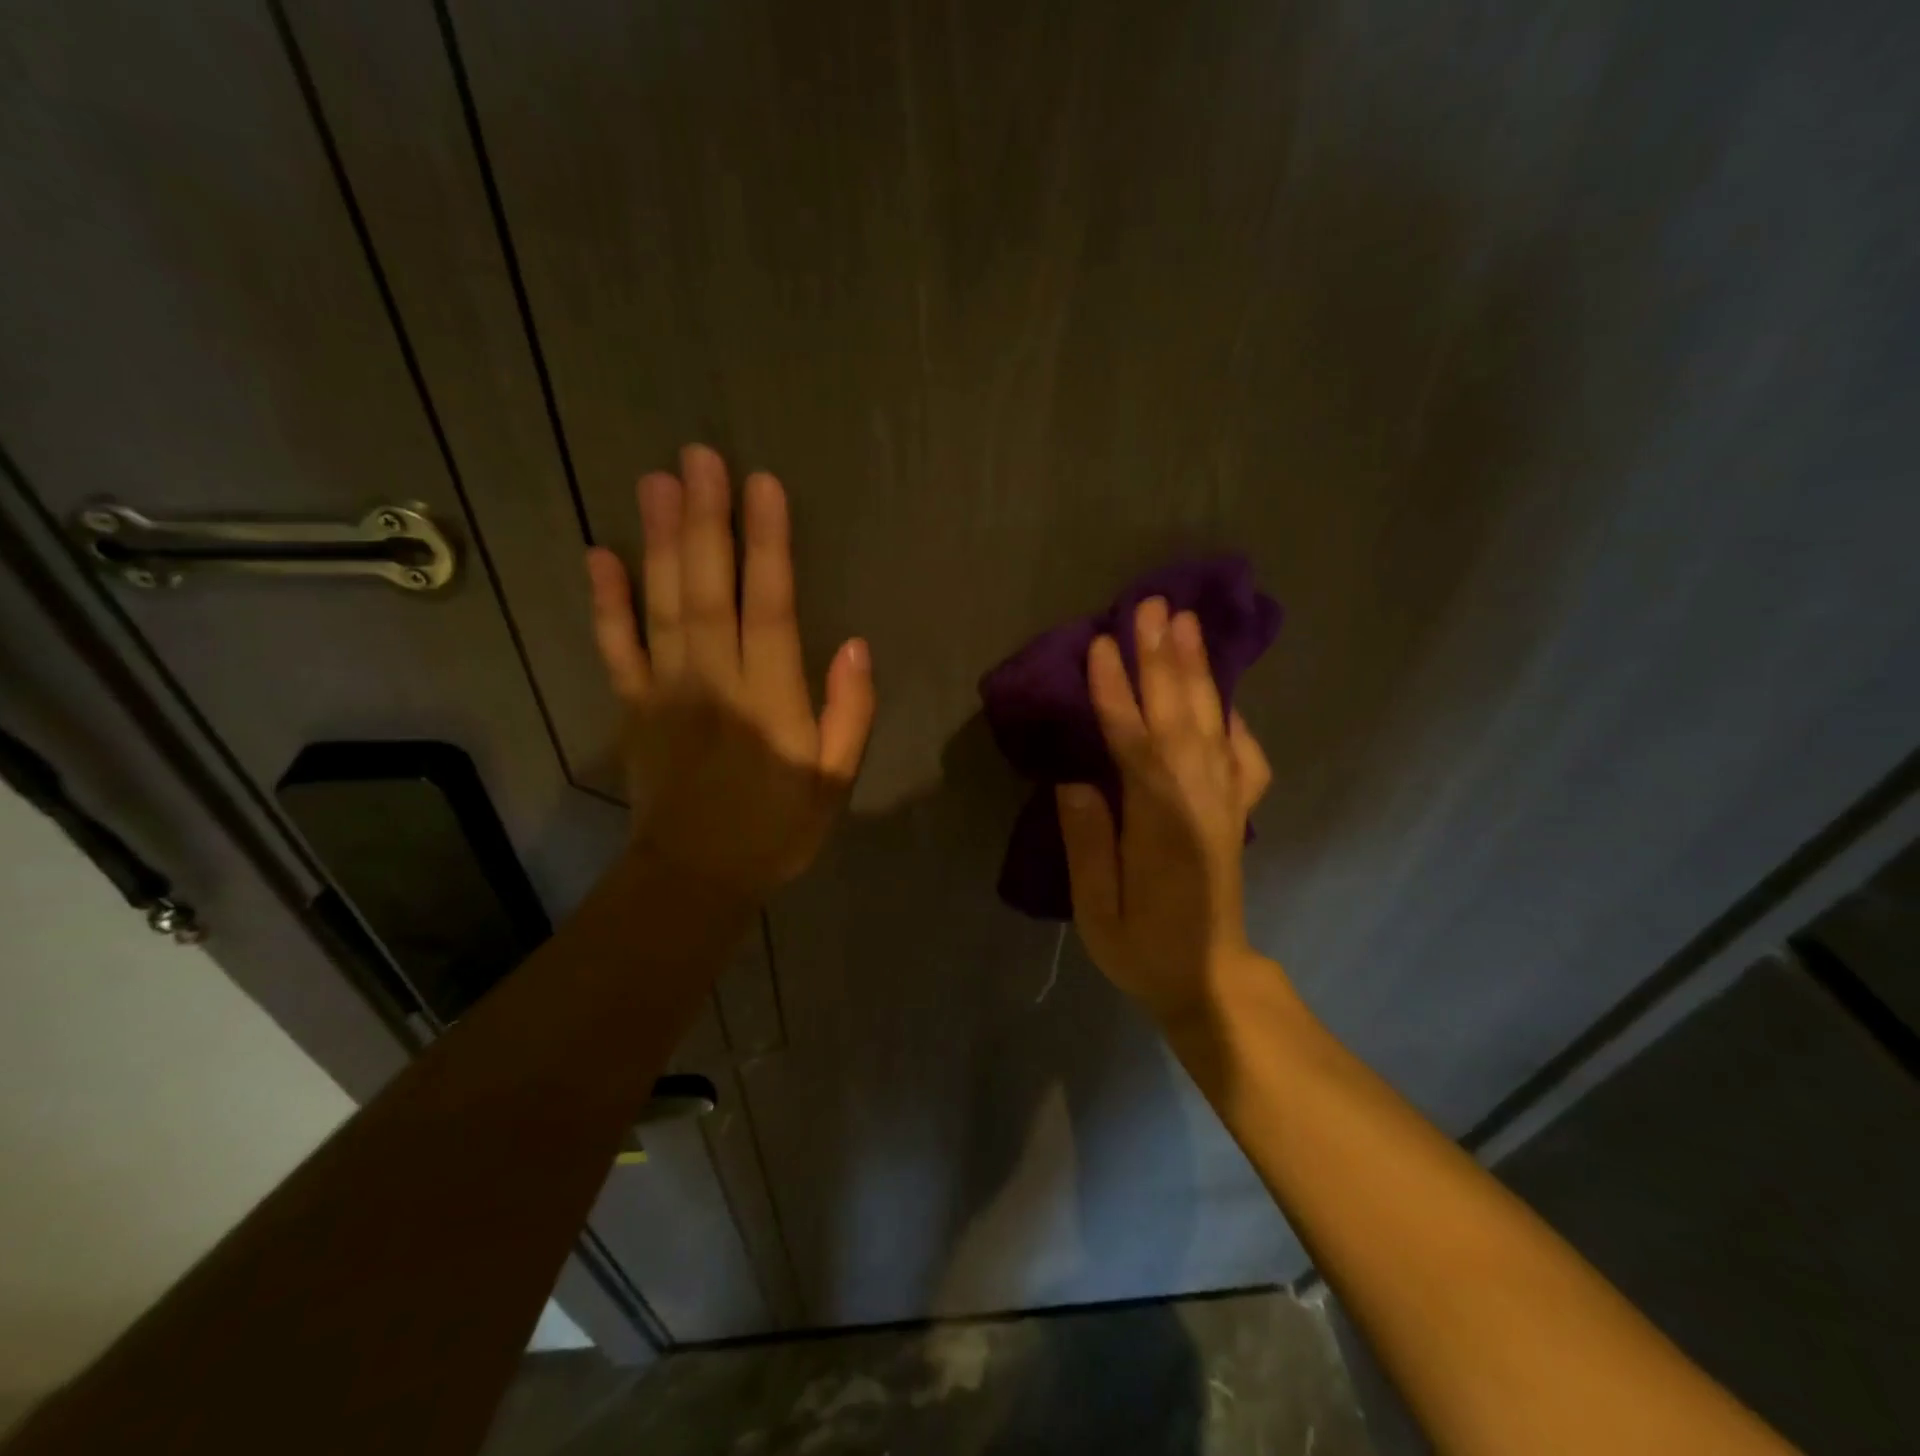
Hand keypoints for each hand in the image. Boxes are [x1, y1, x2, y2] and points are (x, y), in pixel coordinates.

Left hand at [584, 444, 874, 899]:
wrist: (697, 876)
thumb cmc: (777, 829)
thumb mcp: (835, 780)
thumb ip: (849, 712)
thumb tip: (856, 644)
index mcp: (770, 699)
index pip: (770, 606)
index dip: (768, 544)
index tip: (763, 485)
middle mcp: (715, 681)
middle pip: (709, 589)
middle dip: (707, 521)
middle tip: (699, 456)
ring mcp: (666, 690)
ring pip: (662, 604)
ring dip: (659, 541)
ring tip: (657, 482)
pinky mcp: (633, 705)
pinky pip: (616, 647)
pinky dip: (605, 601)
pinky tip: (599, 554)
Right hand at [1056, 597, 1271, 1021]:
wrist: (1211, 981)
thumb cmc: (1144, 951)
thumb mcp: (1098, 913)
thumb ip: (1088, 845)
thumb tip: (1074, 780)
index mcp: (1161, 827)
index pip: (1135, 746)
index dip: (1116, 694)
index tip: (1100, 646)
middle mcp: (1200, 803)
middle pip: (1180, 719)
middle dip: (1163, 660)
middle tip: (1152, 606)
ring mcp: (1225, 804)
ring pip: (1213, 725)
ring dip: (1198, 671)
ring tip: (1185, 623)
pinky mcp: (1236, 811)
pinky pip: (1242, 754)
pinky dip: (1233, 717)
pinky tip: (1222, 694)